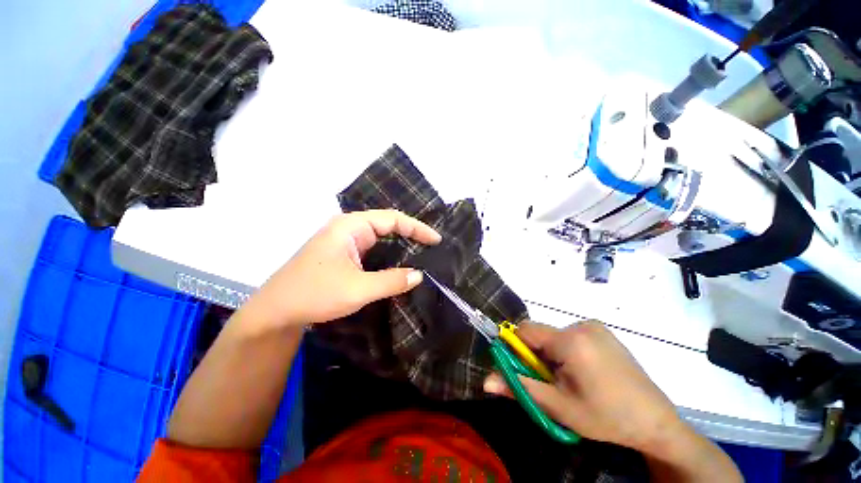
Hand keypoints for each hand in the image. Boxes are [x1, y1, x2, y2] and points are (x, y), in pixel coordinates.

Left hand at [251, 209, 440, 326]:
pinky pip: (371, 248)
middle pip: (386, 224)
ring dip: (399, 243)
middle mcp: (347, 228)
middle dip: (410, 233)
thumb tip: (419, 275)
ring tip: (421, 252)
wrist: (275, 312)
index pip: (392, 219)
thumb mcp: (358, 289)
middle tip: (431, 246)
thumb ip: (392, 280)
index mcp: (350, 226)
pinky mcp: (341, 254)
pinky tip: (397, 262)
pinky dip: (388, 253)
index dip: (417, 228)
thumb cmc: (315, 294)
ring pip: (378, 237)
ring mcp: (343, 241)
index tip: (436, 240)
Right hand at [484, 321, 741, 480]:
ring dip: (552, 354)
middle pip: (541, 333)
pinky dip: (567, 350)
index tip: (524, 370)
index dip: (517, 348)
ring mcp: (595, 326)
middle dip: (537, 355)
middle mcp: (581, 325)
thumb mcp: (558, 407)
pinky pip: (571, 335)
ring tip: (572, 380)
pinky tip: (585, 371)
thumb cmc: (605, 417)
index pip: (525, 330)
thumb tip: (486, 381)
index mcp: (570, 340)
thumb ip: (519, 387)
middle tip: (552, 381)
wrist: (656, 422)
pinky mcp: (603, 331)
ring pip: (554, 335)